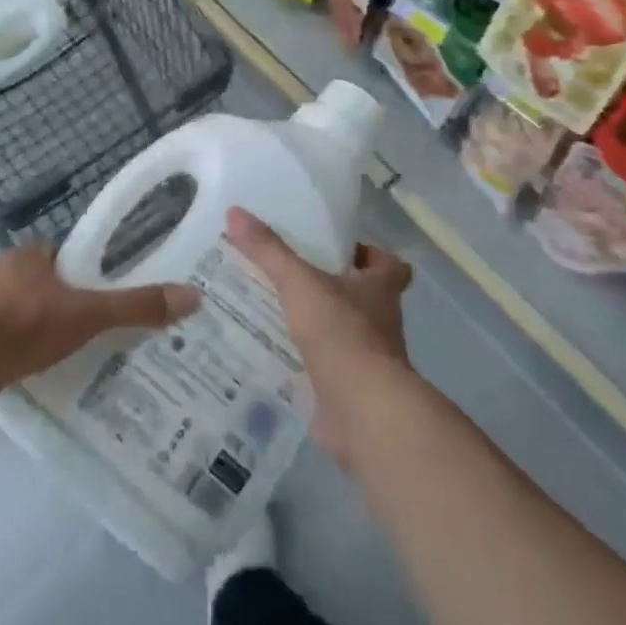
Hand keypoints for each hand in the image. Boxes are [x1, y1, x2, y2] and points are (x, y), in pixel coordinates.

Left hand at [0, 243, 199, 401]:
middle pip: (48, 285)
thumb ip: (136, 307)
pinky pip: (7, 340)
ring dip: (45, 330)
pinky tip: (40, 371)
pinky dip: (24, 352)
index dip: (89, 273)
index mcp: (29, 254)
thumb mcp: (87, 315)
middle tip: (99, 329)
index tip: (110, 296)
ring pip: (25, 313)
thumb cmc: (25, 325)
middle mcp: (3, 273)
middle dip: (69, 304)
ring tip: (75, 354)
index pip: (68, 256)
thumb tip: (193, 297)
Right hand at [227, 208, 412, 473]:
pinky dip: (305, 363)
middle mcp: (381, 322)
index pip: (390, 265)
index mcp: (380, 289)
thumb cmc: (342, 334)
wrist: (363, 412)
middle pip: (362, 298)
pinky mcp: (350, 391)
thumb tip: (236, 212)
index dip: (370, 256)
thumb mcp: (299, 283)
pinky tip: (272, 354)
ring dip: (317, 326)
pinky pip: (325, 369)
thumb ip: (269, 251)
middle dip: (332, 289)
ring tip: (272, 312)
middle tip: (291, 276)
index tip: (339, 251)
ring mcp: (368, 360)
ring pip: (343, 334)